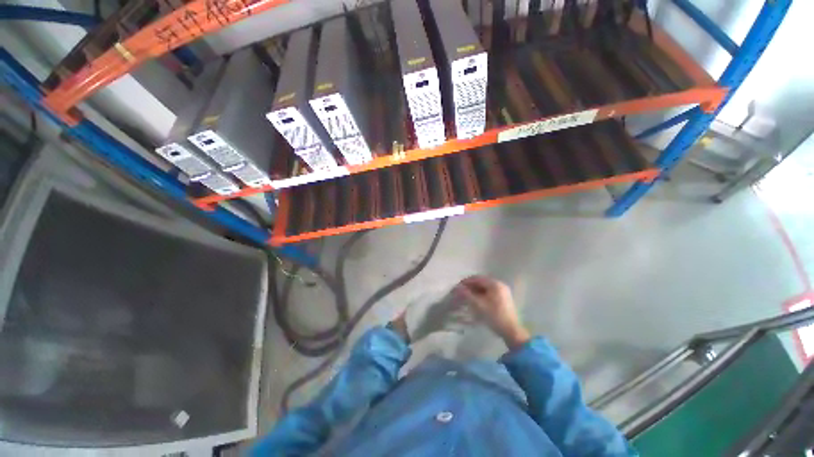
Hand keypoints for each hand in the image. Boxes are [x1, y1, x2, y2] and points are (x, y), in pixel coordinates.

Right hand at [455, 276, 530, 348]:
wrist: (511, 331)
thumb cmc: (494, 316)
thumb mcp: (478, 305)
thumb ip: (467, 294)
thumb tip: (457, 288)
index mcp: (494, 284)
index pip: (477, 278)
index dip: (466, 282)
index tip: (457, 287)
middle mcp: (499, 284)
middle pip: (481, 282)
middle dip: (470, 286)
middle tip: (461, 292)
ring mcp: (503, 291)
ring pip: (485, 287)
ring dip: (475, 290)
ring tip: (466, 297)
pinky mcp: (503, 298)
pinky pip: (489, 292)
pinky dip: (481, 294)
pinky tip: (475, 300)